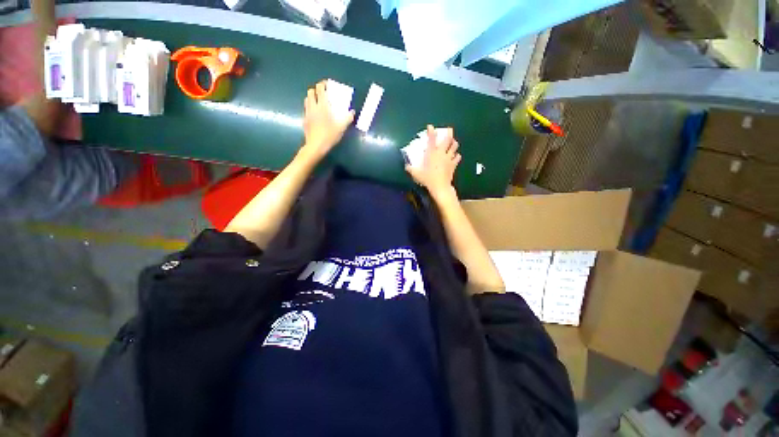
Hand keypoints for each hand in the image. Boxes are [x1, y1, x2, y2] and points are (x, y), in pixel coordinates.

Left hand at [300, 80, 354, 161]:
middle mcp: (312, 107)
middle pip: (310, 92)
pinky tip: (316, 114)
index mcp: (322, 106)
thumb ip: (347, 118)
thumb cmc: (329, 136)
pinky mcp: (305, 120)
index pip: (319, 89)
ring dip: (312, 97)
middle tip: (323, 93)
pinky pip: (306, 109)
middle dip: (316, 90)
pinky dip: (310, 107)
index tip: (328, 84)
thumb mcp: (341, 128)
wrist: (315, 146)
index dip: (323, 84)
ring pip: (307, 99)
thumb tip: (352, 112)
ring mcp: (307, 113)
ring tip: (319, 102)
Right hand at [405, 125, 460, 198]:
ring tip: (452, 143)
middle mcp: (441, 153)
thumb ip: (410, 169)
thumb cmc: (428, 179)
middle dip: (448, 133)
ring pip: (454, 146)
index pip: (431, 139)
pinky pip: (458, 157)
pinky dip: (456, 155)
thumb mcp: (416, 174)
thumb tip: (406, 166)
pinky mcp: (453, 164)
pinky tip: (455, 156)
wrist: (440, 187)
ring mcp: (449, 158)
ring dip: (453, 143)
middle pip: (448, 139)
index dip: (431, 131)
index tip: (430, 126)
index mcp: (431, 153)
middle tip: (449, 130)